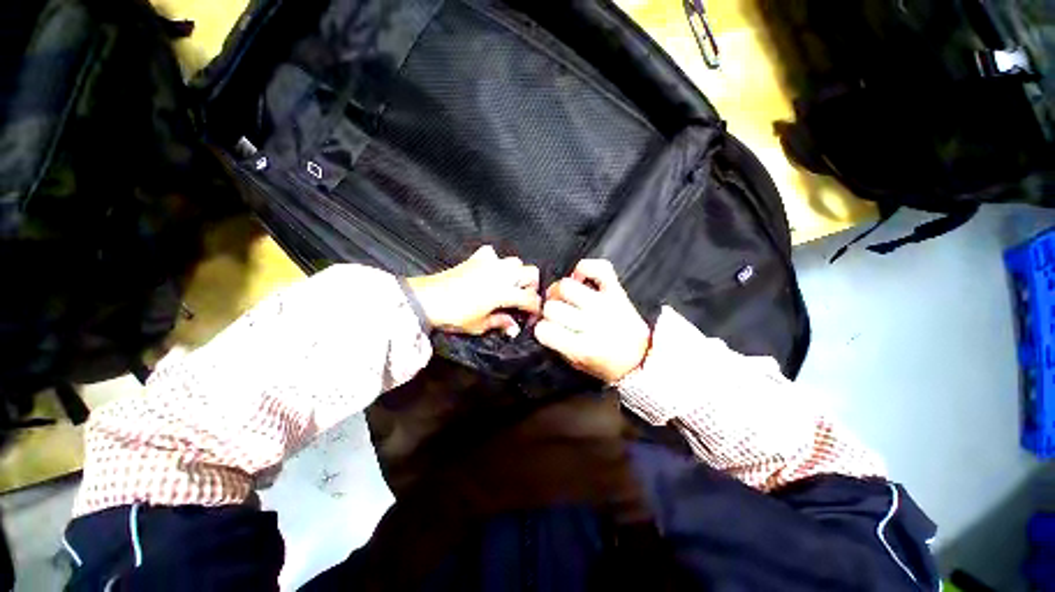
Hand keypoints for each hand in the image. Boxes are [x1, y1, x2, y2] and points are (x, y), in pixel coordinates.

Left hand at [406, 246, 540, 335]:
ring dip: (517, 273)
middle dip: (531, 285)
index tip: (533, 315)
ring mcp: (489, 263)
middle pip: (531, 272)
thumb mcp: (480, 325)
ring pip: (515, 261)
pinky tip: (490, 271)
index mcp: (505, 292)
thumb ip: (501, 323)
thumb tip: (514, 328)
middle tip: (523, 298)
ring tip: (509, 285)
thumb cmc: (455, 315)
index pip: (530, 298)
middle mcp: (502, 274)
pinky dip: (495, 261)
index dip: (536, 308)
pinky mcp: (475, 259)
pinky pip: (492, 254)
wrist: (427, 299)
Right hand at [534, 260, 650, 382]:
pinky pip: (599, 268)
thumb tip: (541, 324)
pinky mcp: (616, 291)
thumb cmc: (607, 364)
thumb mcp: (577, 364)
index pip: (544, 330)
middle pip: (552, 307)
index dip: (541, 330)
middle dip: (548, 311)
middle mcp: (592, 323)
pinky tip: (580, 279)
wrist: (642, 357)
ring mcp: (604, 304)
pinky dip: (585, 268)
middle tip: (556, 314)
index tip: (546, 330)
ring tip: (564, 297)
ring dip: (559, 291)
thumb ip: (557, 345)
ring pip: (566, 286)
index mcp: (582, 348)